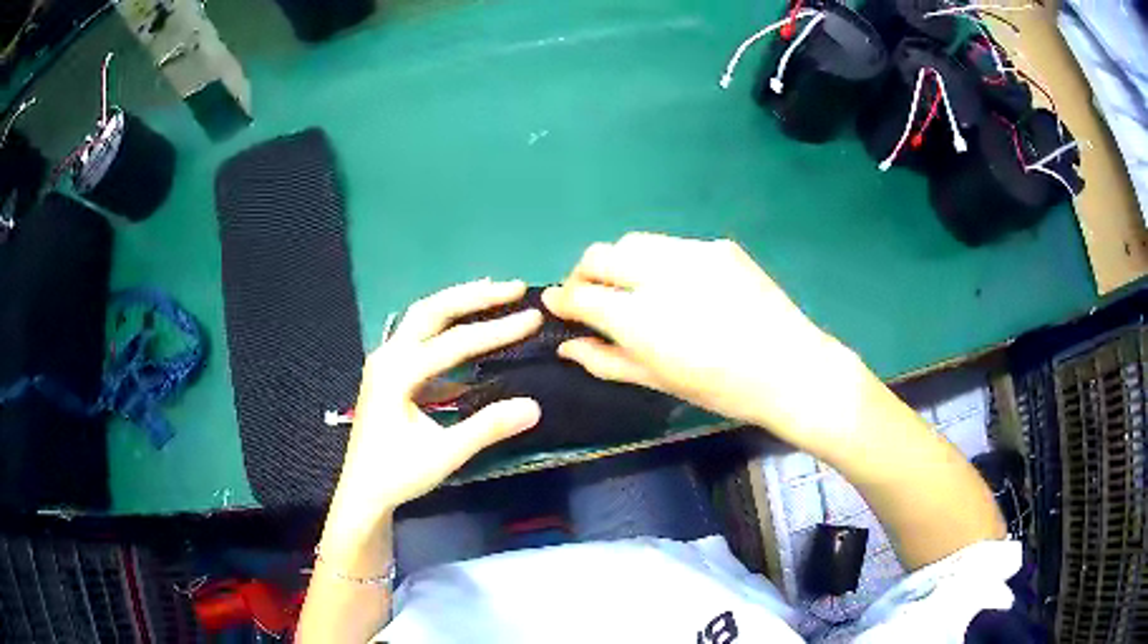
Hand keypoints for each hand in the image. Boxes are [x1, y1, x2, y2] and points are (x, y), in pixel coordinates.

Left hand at [328, 279, 542, 533]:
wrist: (363, 493)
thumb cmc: (398, 474)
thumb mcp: (445, 454)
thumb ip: (487, 427)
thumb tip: (534, 406)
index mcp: (397, 373)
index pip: (455, 343)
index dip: (497, 330)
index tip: (533, 318)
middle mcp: (388, 356)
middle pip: (432, 311)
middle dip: (474, 296)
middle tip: (513, 287)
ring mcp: (385, 362)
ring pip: (423, 319)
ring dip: (458, 303)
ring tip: (493, 293)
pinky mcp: (389, 373)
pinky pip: (419, 338)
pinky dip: (446, 327)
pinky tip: (467, 331)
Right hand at [543, 233, 874, 455]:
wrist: (790, 367)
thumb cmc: (722, 389)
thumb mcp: (659, 381)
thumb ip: (605, 360)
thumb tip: (566, 345)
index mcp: (641, 318)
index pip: (581, 294)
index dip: (562, 300)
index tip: (558, 307)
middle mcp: (659, 275)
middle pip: (599, 254)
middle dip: (584, 274)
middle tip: (593, 298)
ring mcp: (692, 253)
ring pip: (633, 241)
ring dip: (620, 262)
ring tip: (633, 287)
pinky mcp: (718, 246)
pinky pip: (671, 244)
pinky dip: (658, 261)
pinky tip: (678, 285)